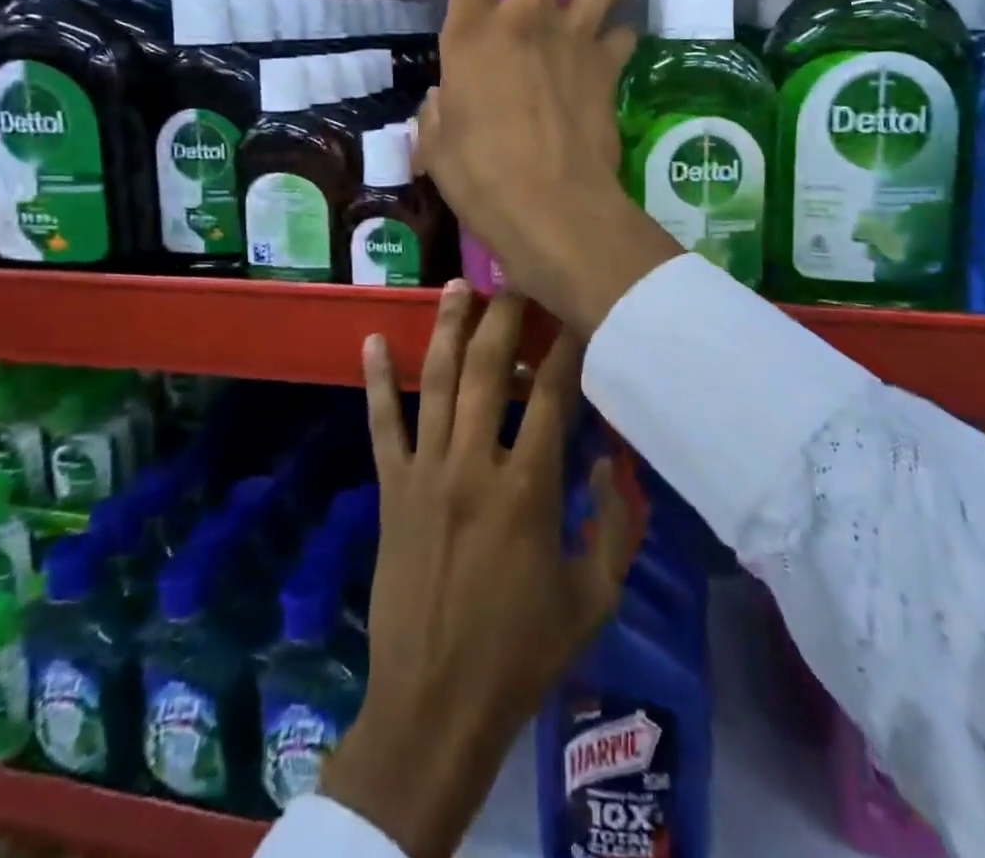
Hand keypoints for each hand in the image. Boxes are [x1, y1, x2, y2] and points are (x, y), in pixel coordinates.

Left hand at [322, 281, 642, 857]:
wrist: (435, 706)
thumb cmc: (521, 654)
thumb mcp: (593, 598)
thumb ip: (614, 525)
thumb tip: (611, 463)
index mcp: (527, 489)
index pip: (552, 394)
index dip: (566, 345)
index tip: (575, 309)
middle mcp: (472, 465)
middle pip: (487, 370)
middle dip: (504, 316)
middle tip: (516, 278)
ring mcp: (424, 473)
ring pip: (435, 382)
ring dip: (447, 328)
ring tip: (459, 286)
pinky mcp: (390, 489)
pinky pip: (382, 424)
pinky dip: (376, 380)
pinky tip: (371, 341)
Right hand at [417, 0, 682, 336]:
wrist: (551, 204)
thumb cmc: (479, 174)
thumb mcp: (438, 145)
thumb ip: (438, 115)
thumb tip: (441, 105)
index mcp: (473, 33)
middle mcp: (526, 22)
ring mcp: (573, 42)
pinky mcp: (606, 71)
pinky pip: (619, 36)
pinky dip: (621, 28)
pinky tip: (625, 25)